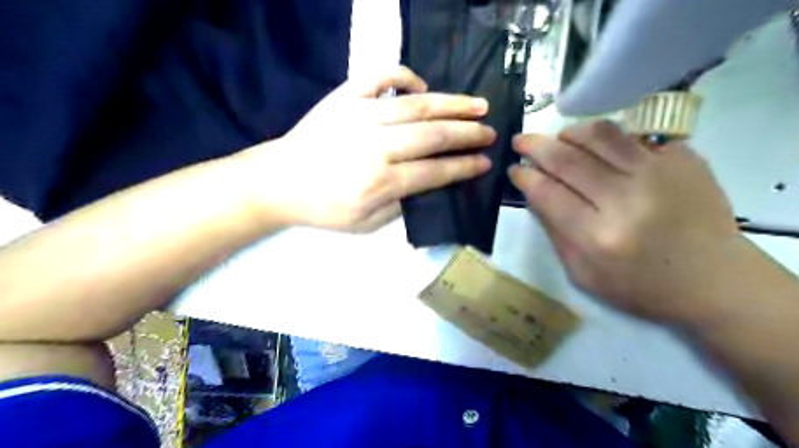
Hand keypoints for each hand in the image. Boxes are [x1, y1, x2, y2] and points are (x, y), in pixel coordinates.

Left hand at [239, 68, 496, 234]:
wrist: (279, 181)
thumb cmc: (324, 209)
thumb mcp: (365, 224)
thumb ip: (401, 205)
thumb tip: (427, 182)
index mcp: (381, 182)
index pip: (435, 172)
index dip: (464, 167)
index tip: (485, 162)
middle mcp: (376, 146)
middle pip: (433, 135)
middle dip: (468, 134)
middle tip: (490, 132)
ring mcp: (360, 116)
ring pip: (417, 105)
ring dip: (452, 104)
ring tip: (478, 105)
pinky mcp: (344, 97)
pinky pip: (380, 77)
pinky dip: (404, 76)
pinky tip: (422, 86)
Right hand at [512, 119, 742, 322]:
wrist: (715, 280)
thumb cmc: (641, 286)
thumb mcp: (583, 274)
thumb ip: (554, 231)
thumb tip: (534, 192)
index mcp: (598, 237)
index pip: (547, 193)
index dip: (525, 177)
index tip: (514, 169)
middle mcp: (626, 200)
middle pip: (568, 160)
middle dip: (535, 146)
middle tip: (520, 141)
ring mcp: (659, 174)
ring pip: (600, 136)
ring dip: (569, 133)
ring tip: (558, 138)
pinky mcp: (683, 160)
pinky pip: (632, 136)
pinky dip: (605, 137)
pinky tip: (596, 146)